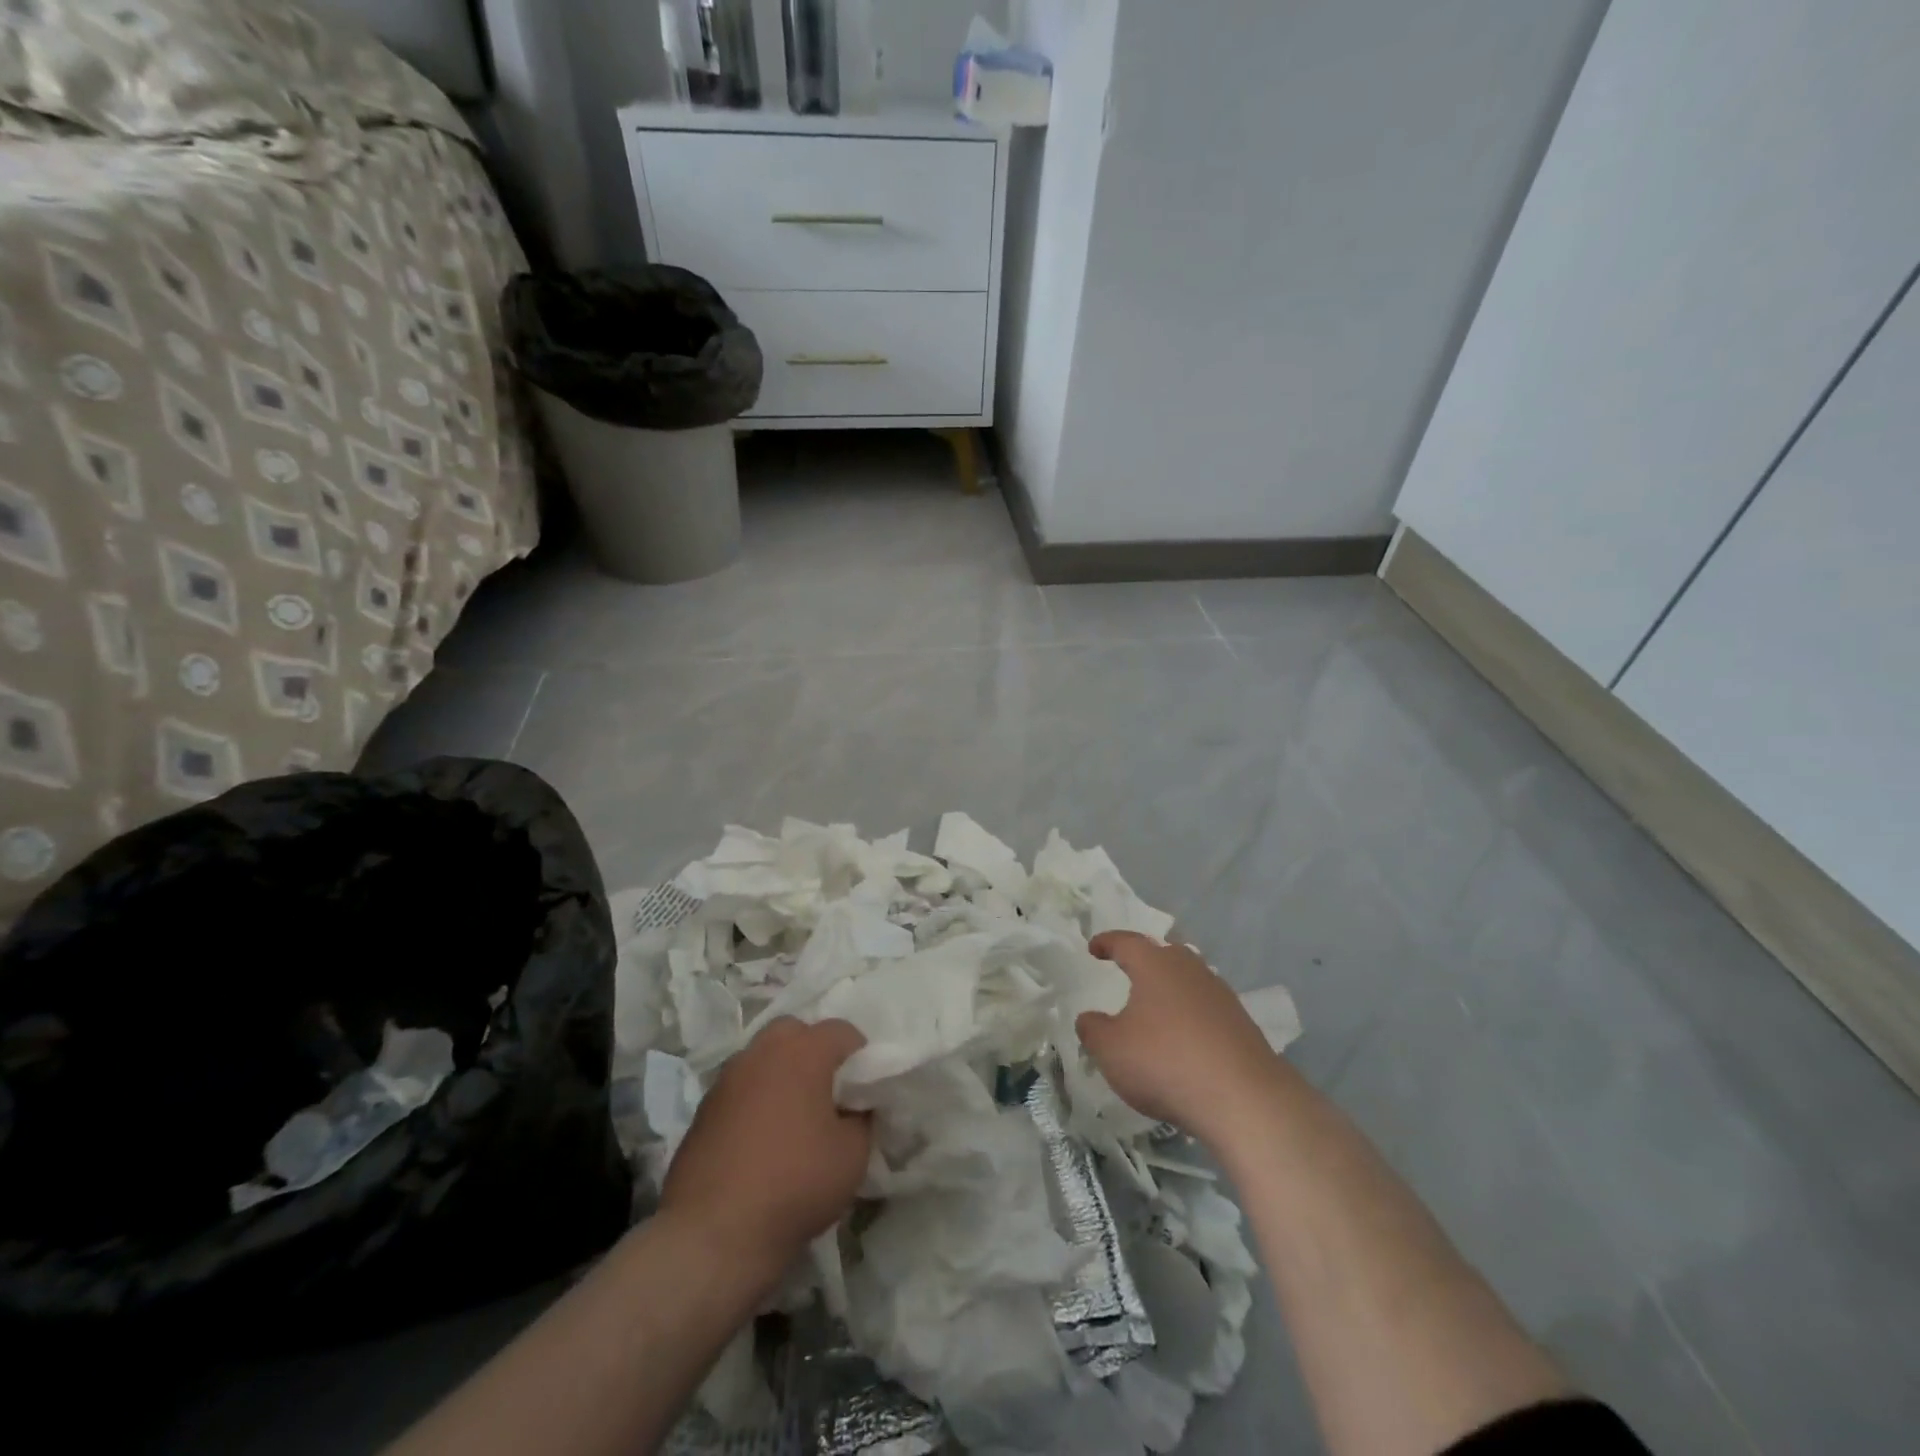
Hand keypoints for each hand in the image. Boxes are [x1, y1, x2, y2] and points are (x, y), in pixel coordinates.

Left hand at [660, 1018, 871, 1284]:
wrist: (713, 1234)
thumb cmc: (795, 1183)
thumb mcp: (853, 1155)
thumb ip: (862, 1118)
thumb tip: (854, 1109)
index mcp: (802, 1051)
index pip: (842, 1031)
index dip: (860, 1056)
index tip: (864, 1089)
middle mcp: (762, 1052)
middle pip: (795, 1032)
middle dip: (814, 1052)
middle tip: (827, 1092)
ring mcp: (726, 1078)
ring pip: (763, 1057)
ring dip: (781, 1073)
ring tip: (793, 1117)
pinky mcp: (703, 1109)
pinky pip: (740, 1088)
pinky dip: (754, 1100)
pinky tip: (760, 1140)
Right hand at [1077, 931, 1282, 1148]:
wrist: (1243, 1099)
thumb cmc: (1165, 1062)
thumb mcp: (1111, 1050)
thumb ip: (1093, 1030)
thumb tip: (1088, 1018)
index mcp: (1155, 965)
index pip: (1126, 942)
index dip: (1107, 943)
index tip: (1094, 948)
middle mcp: (1190, 969)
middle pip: (1164, 955)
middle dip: (1144, 961)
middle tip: (1128, 972)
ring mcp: (1220, 995)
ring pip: (1188, 981)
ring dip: (1170, 989)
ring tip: (1155, 1008)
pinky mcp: (1241, 1023)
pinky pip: (1206, 1008)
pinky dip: (1190, 1016)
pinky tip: (1184, 1039)